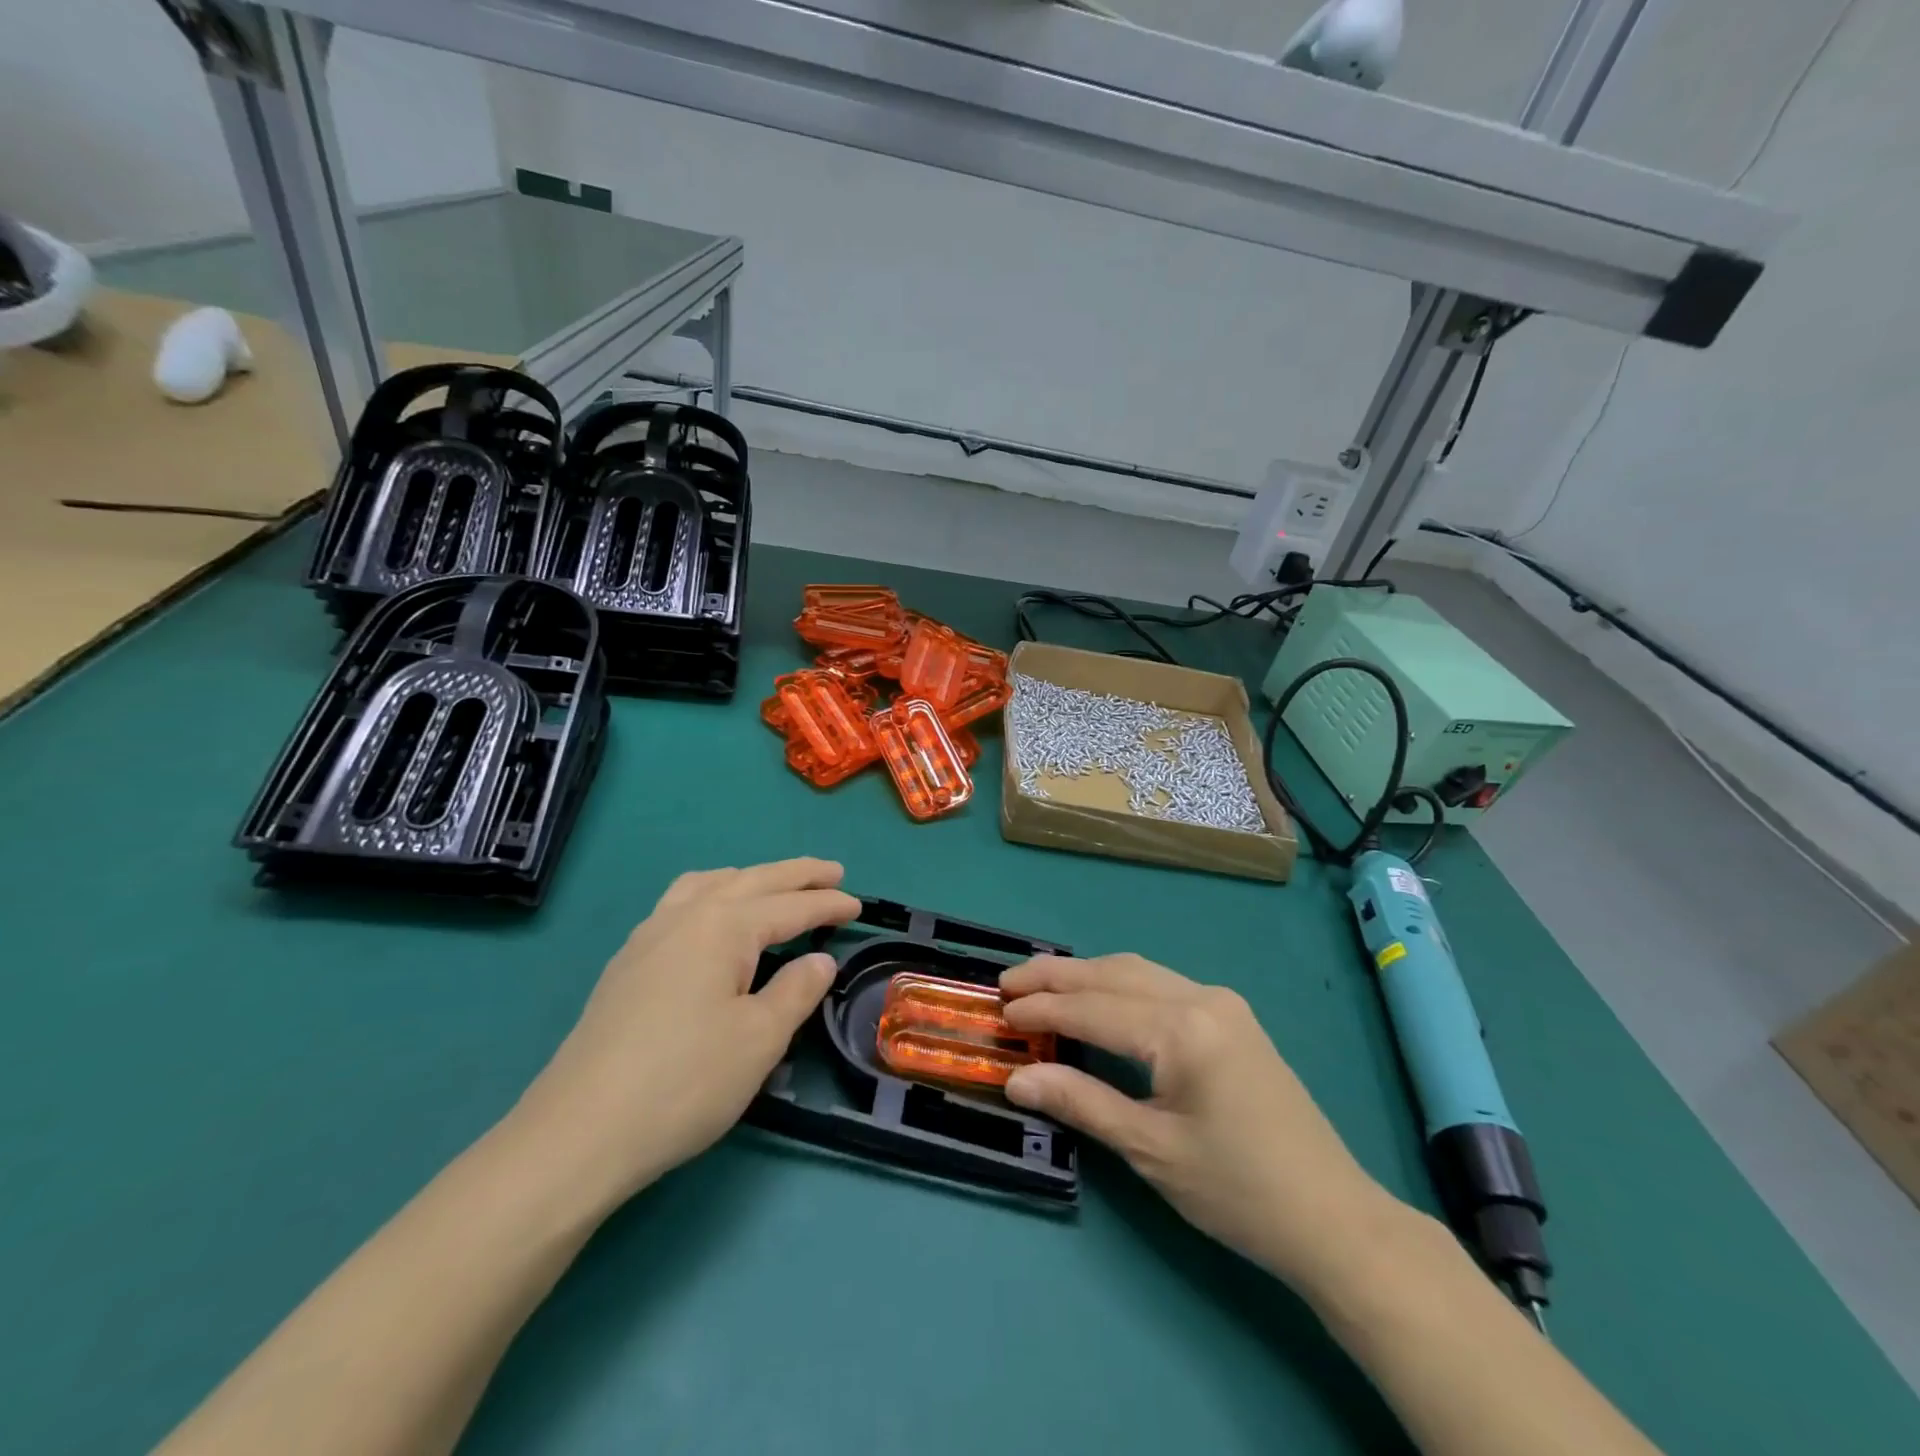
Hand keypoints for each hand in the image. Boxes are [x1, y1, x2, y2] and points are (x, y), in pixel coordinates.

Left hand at [517, 859, 859, 1204]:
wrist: (579, 1132)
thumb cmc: (684, 1082)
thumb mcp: (759, 1039)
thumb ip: (796, 991)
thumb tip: (819, 961)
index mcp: (722, 927)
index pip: (788, 906)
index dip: (827, 904)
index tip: (859, 905)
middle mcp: (684, 917)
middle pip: (751, 881)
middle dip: (795, 875)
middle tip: (832, 872)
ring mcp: (648, 937)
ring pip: (708, 885)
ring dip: (748, 879)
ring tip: (772, 887)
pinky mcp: (626, 964)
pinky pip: (679, 904)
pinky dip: (711, 895)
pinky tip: (710, 923)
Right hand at [1001, 954, 1400, 1292]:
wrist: (1334, 1218)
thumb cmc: (1239, 1190)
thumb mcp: (1151, 1150)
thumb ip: (1082, 1102)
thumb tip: (1017, 1078)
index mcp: (1184, 1029)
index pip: (1095, 1009)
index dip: (1043, 1010)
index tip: (1001, 1013)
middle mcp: (1203, 998)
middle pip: (1114, 974)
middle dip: (1057, 976)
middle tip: (1008, 983)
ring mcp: (1222, 1003)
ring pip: (1138, 972)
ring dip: (1087, 975)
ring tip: (1041, 984)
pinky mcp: (1232, 1017)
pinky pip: (1161, 985)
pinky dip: (1118, 986)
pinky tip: (1096, 998)